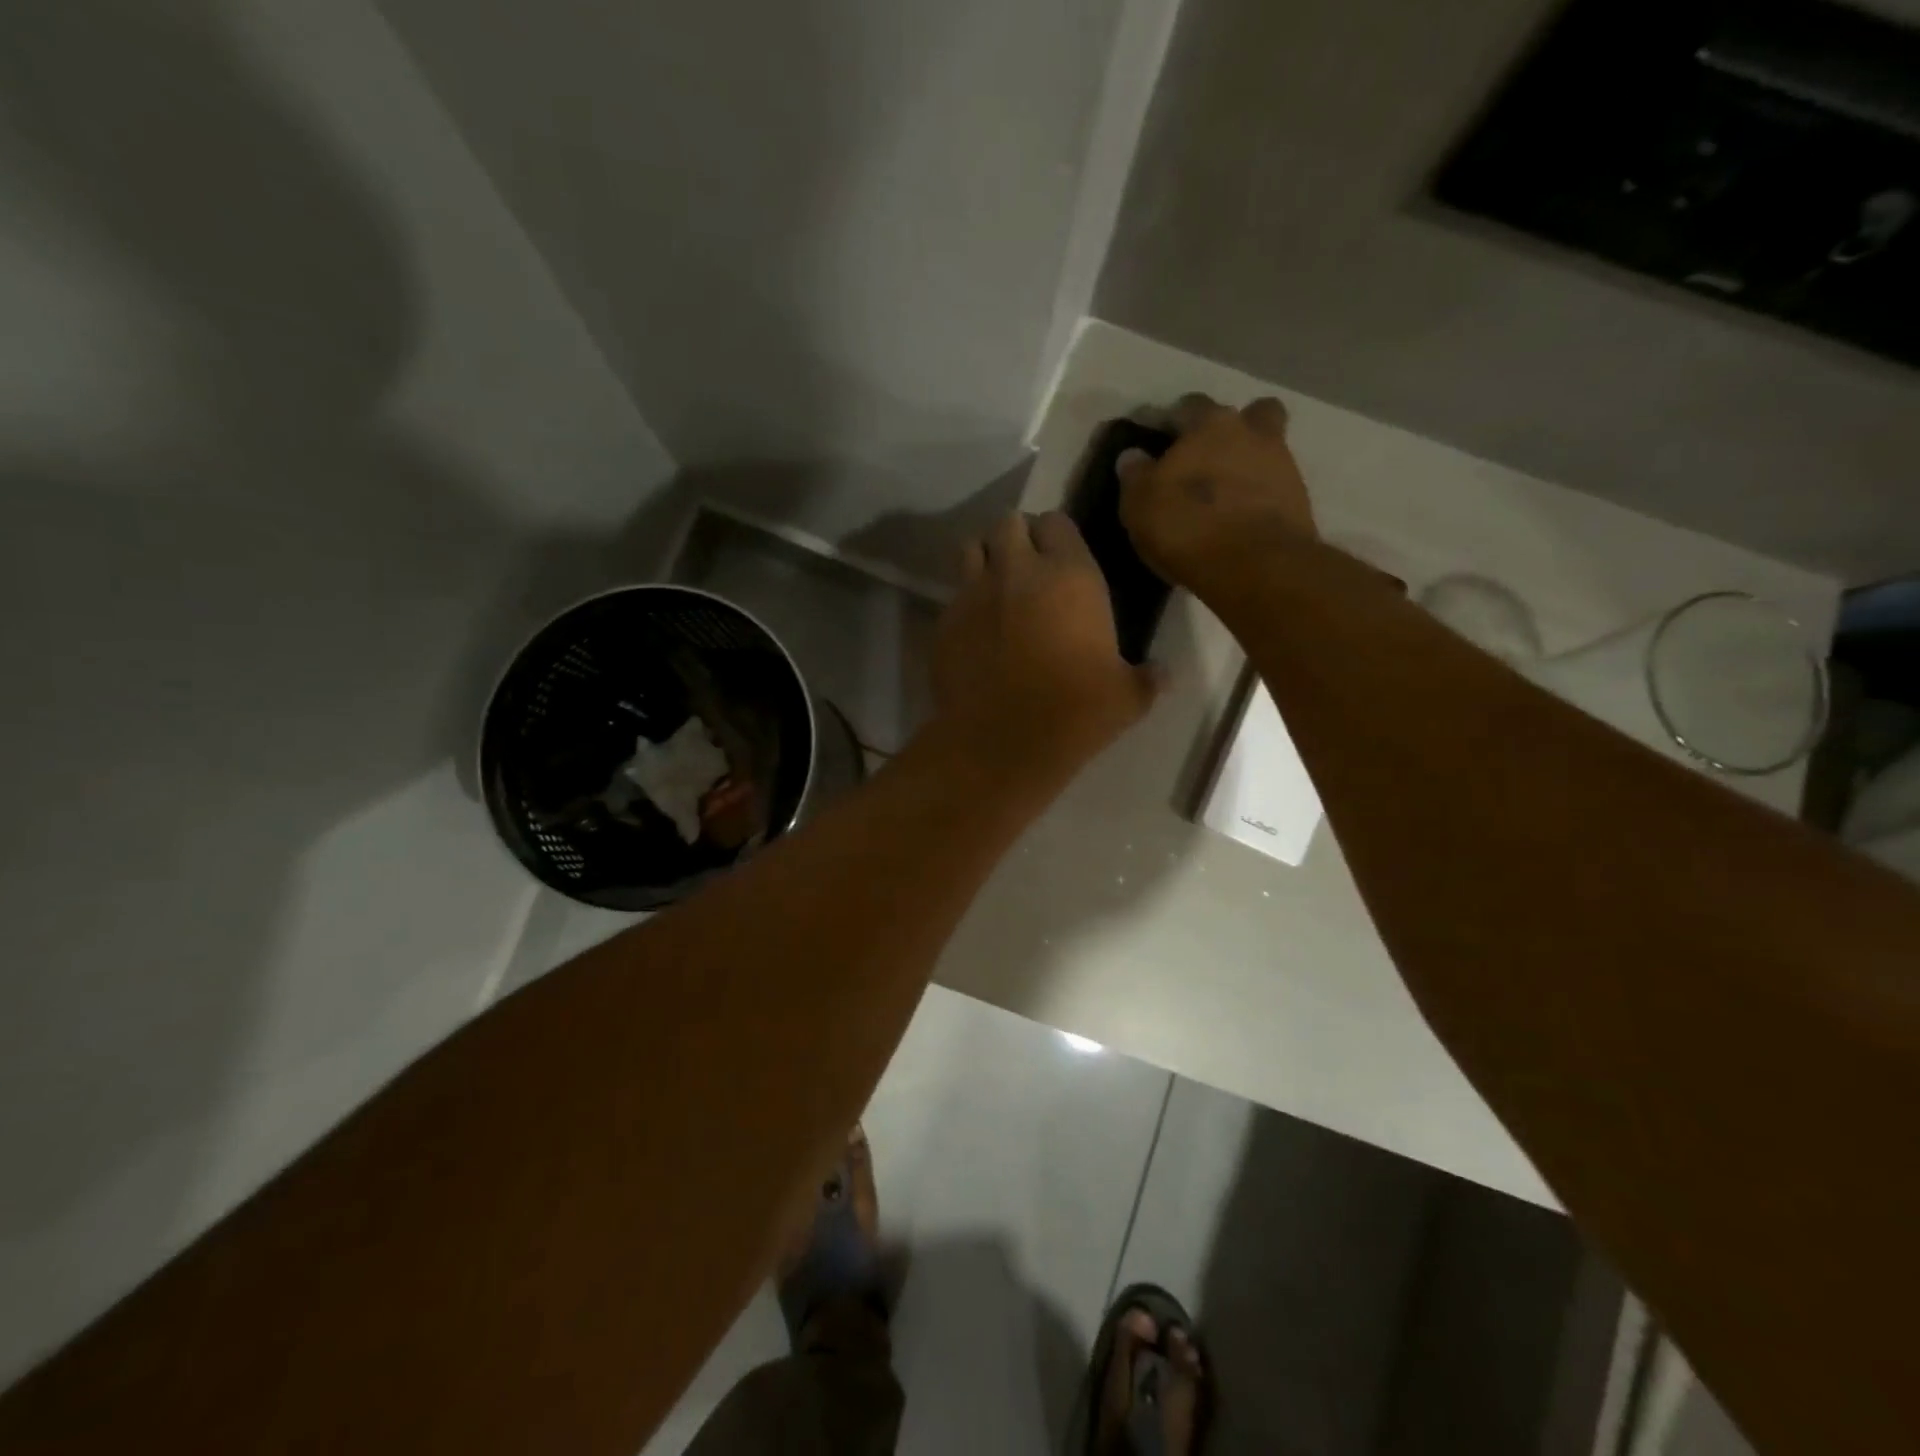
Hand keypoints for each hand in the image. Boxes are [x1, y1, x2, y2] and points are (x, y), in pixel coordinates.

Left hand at [930, 511, 1160, 784]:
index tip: (1063, 558)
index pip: (1057, 522)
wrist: (1001, 745)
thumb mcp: (1127, 699)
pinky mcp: (944, 622)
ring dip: (987, 559)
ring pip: (973, 549)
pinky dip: (966, 601)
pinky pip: (954, 595)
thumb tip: (1163, 673)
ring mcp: (974, 594)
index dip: (1058, 536)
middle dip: (1019, 537)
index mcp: (1070, 576)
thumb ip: (1147, 678)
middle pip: (1009, 524)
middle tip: (1030, 568)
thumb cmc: (1074, 714)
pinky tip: (978, 630)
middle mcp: (1017, 571)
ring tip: (999, 587)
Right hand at [1117, 394, 1317, 588]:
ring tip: (1225, 495)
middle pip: (1249, 415)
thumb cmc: (1187, 525)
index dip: (1174, 420)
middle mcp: (1252, 433)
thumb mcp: (1140, 503)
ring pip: (1267, 450)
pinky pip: (1276, 488)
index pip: (1190, 405)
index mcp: (1210, 424)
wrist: (1254, 566)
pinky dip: (1260, 497)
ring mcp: (1283, 465)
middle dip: (1230, 430)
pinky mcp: (1300, 502)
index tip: (1161, 441)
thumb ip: (1136, 475)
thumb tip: (1133, 456)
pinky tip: (1241, 519)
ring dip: (1249, 464)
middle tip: (1207, 459)